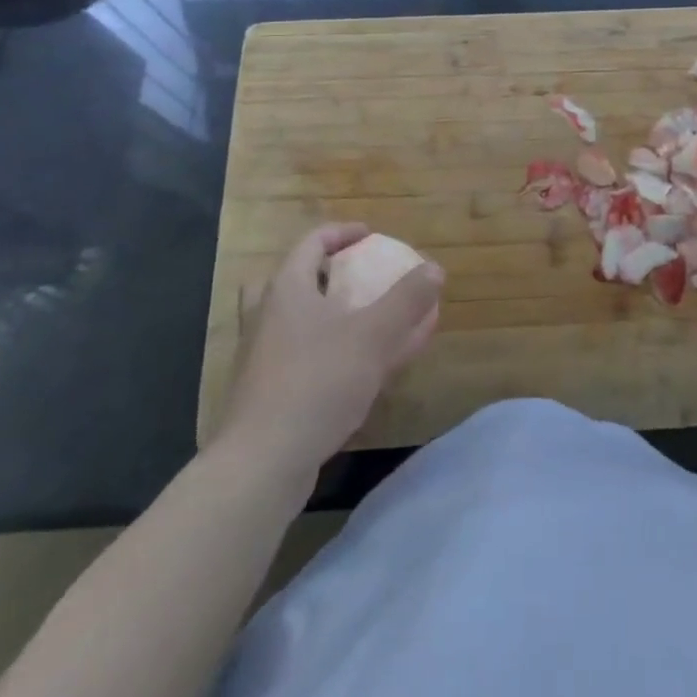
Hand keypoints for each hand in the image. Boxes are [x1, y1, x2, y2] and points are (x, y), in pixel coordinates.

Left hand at [215, 223, 442, 478]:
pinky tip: (364, 371)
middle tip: (357, 277)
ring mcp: (263, 357)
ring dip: (333, 315)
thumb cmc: (317, 383)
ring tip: (367, 322)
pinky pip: (305, 357)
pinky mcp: (268, 393)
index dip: (343, 233)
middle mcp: (268, 317)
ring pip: (298, 321)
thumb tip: (434, 268)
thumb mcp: (374, 336)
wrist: (262, 463)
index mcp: (287, 290)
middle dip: (329, 274)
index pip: (312, 242)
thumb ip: (407, 300)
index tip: (372, 236)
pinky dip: (333, 351)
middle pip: (295, 279)